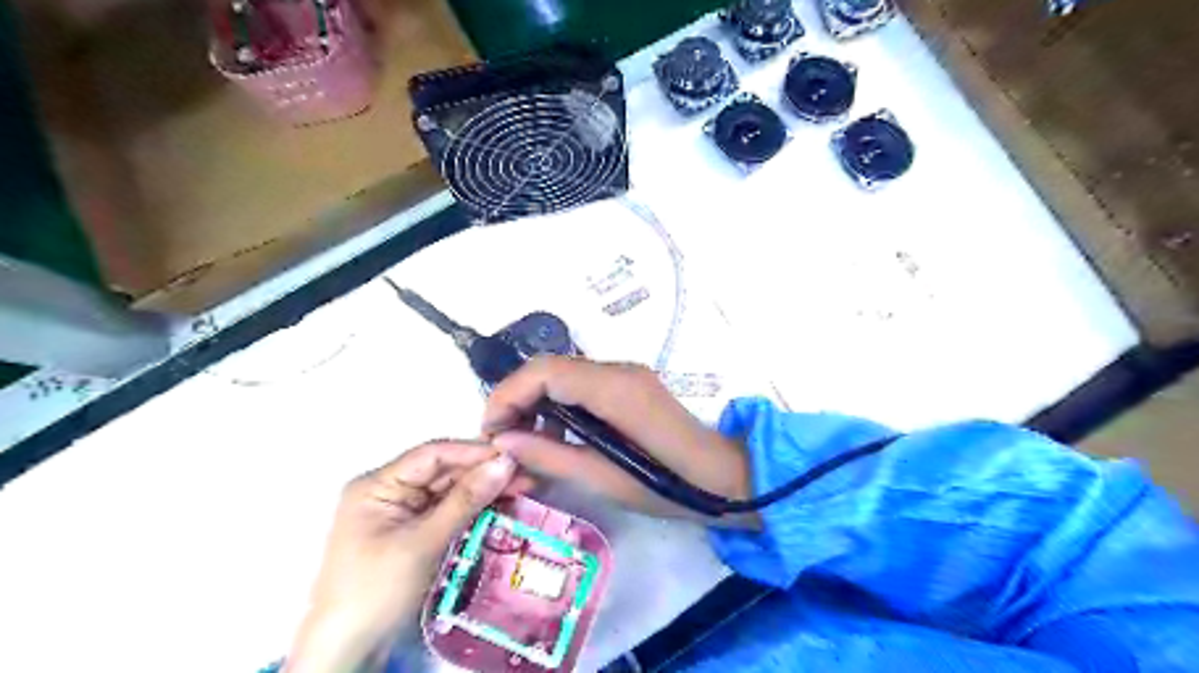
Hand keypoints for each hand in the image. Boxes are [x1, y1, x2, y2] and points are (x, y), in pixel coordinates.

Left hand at [284, 441, 528, 671]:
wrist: (348, 652)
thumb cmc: (377, 591)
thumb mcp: (423, 542)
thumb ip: (465, 500)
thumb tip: (504, 463)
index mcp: (378, 484)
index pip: (432, 455)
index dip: (473, 452)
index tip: (511, 455)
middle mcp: (389, 492)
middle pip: (443, 472)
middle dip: (483, 472)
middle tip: (526, 474)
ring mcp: (401, 514)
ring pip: (449, 491)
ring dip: (483, 490)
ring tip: (522, 489)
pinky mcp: (414, 534)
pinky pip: (448, 512)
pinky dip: (474, 510)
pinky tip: (501, 506)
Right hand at [479, 358, 745, 519]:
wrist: (724, 477)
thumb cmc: (669, 485)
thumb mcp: (603, 479)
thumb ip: (550, 456)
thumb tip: (503, 442)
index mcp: (613, 389)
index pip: (544, 371)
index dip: (508, 394)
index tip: (491, 431)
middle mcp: (618, 369)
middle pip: (550, 367)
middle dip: (517, 398)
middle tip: (503, 439)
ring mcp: (627, 373)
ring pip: (564, 374)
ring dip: (536, 400)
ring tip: (527, 443)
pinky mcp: (630, 383)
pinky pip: (582, 384)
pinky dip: (559, 403)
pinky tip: (558, 436)